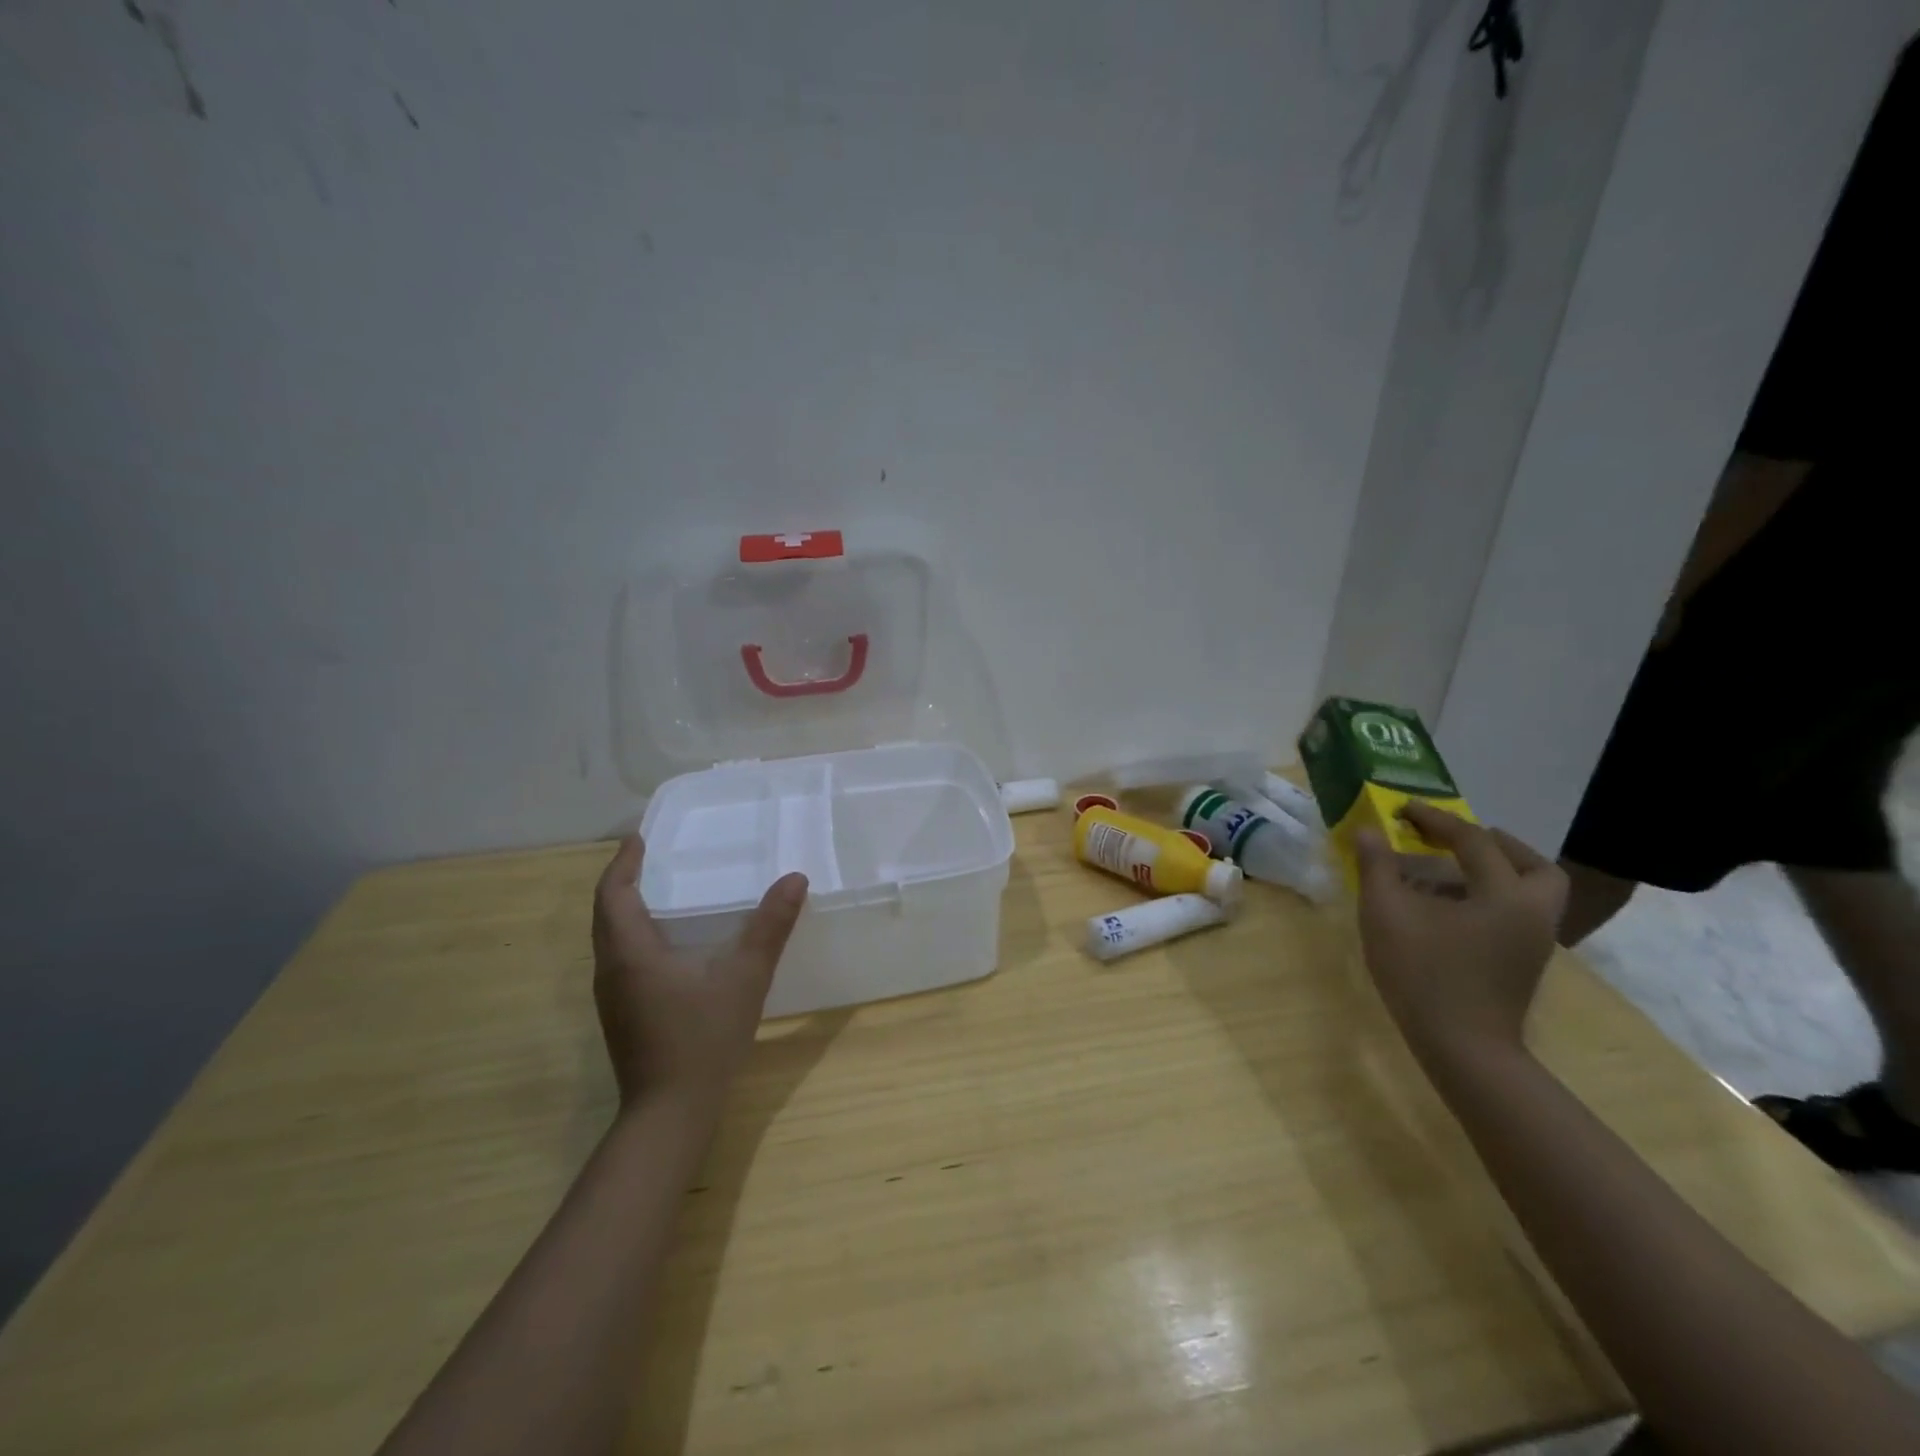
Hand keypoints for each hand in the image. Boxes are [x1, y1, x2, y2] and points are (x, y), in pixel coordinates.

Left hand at [591, 835, 807, 1111]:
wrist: (670, 1114)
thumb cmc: (703, 1039)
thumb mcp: (745, 977)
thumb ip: (770, 927)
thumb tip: (795, 879)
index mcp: (630, 952)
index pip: (612, 893)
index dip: (624, 862)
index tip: (639, 838)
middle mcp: (611, 969)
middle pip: (606, 913)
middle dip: (624, 881)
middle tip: (654, 856)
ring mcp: (612, 996)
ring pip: (610, 938)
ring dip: (627, 909)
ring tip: (662, 890)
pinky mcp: (622, 1015)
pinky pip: (620, 958)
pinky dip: (635, 934)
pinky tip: (669, 942)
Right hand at [1354, 803, 1567, 1065]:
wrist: (1463, 1047)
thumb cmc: (1423, 973)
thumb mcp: (1386, 913)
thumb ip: (1377, 866)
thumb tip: (1367, 830)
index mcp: (1505, 893)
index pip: (1473, 840)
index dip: (1435, 820)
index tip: (1402, 810)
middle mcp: (1533, 912)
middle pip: (1532, 864)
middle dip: (1493, 844)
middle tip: (1453, 839)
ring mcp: (1535, 941)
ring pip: (1531, 891)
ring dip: (1496, 871)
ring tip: (1450, 871)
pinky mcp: (1525, 962)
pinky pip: (1518, 913)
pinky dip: (1492, 897)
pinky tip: (1451, 908)